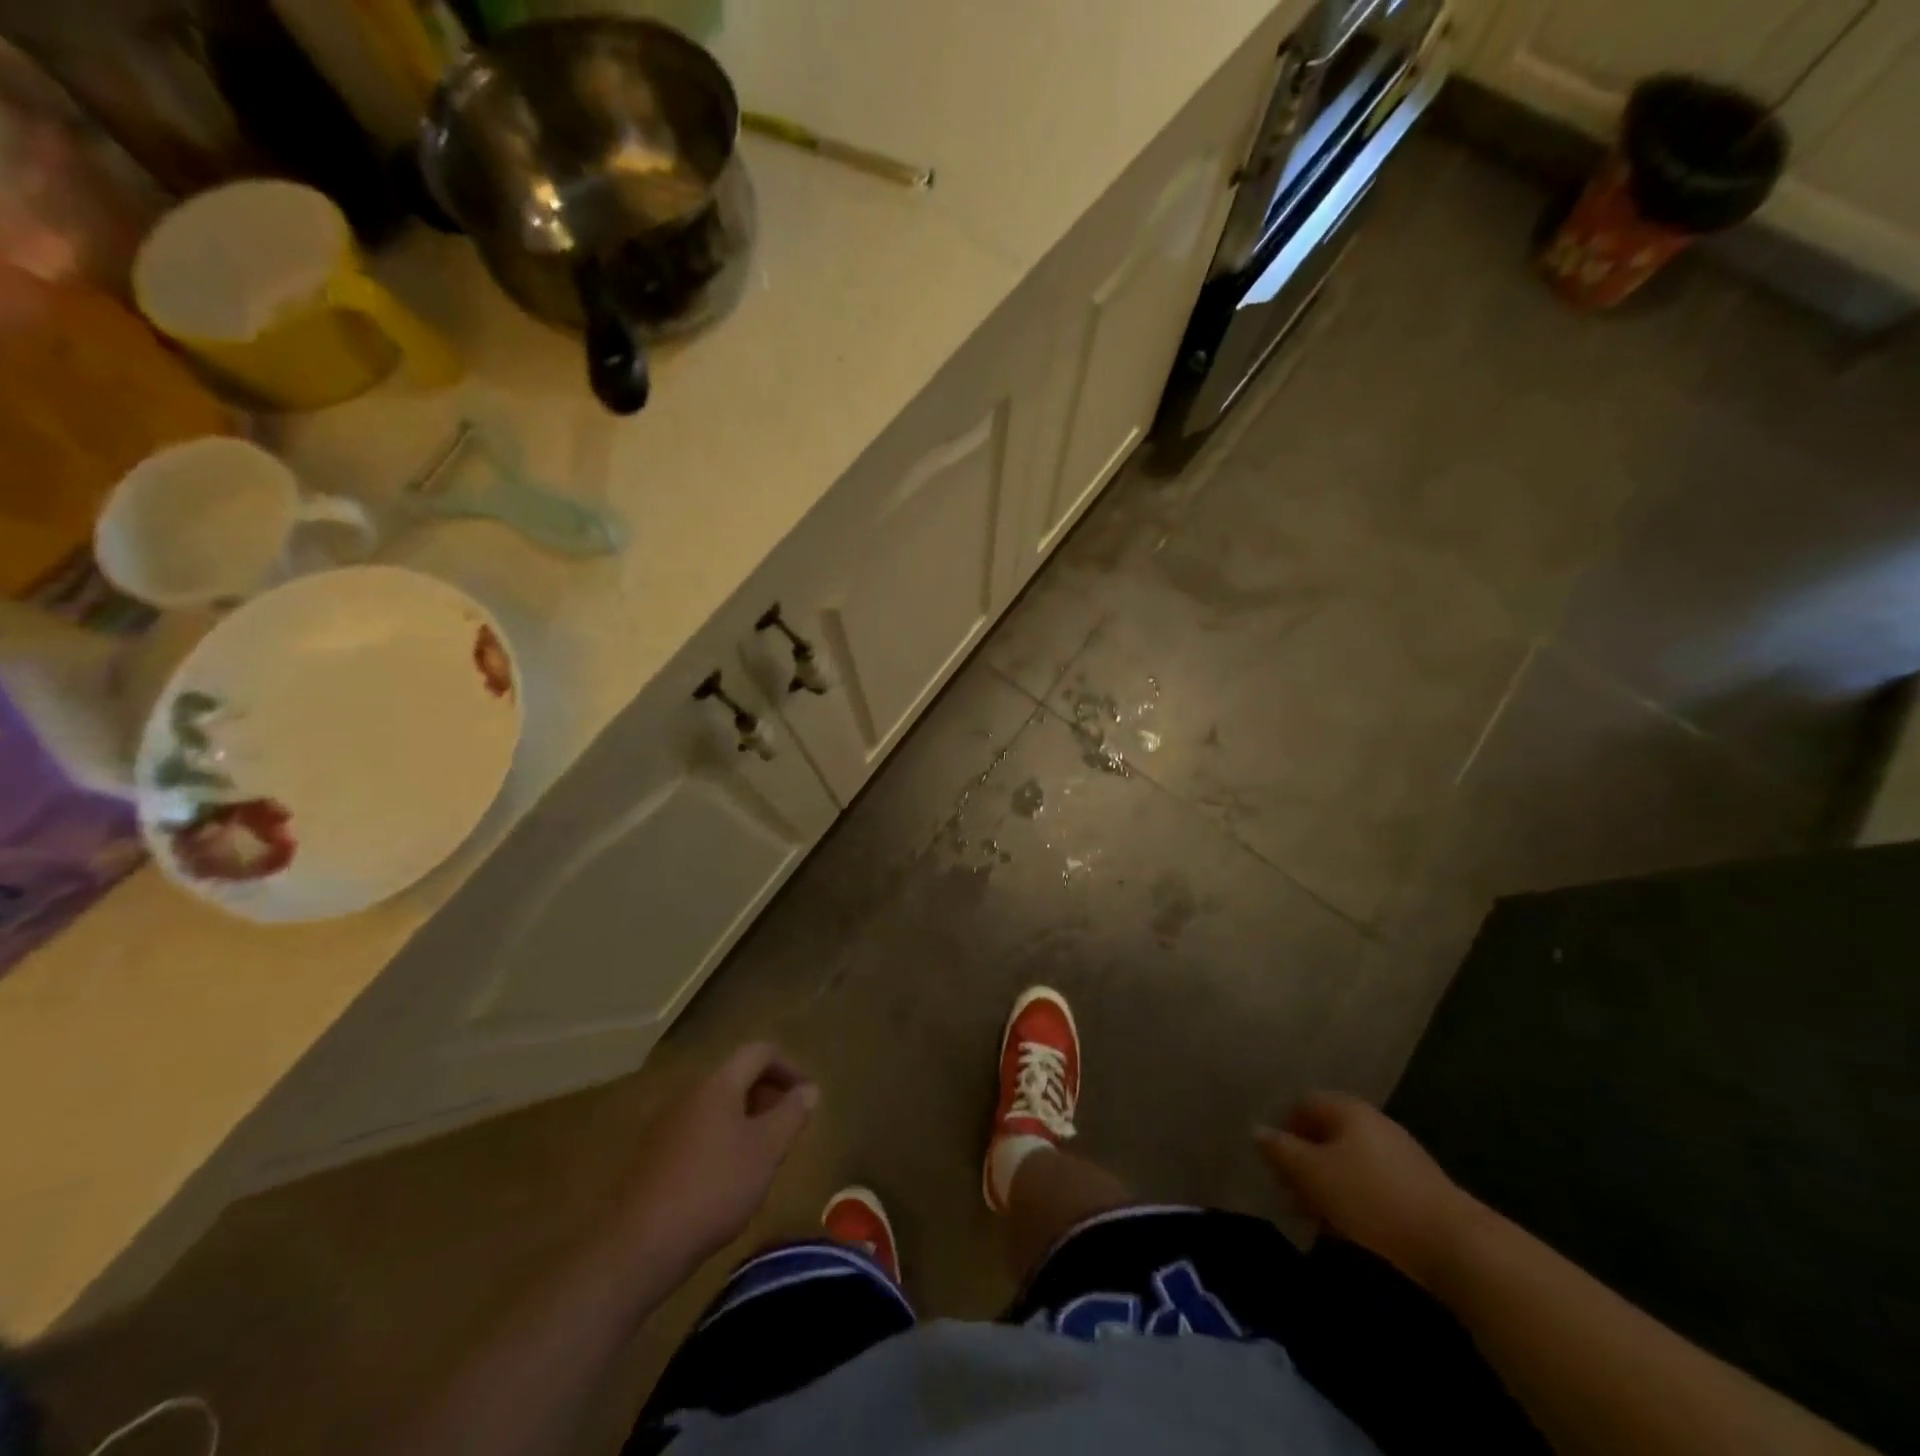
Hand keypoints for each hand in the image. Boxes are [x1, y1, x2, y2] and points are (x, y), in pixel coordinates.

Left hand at [622, 1043, 818, 1274]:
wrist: (639, 1245)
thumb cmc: (714, 1187)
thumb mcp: (767, 1150)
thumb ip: (792, 1114)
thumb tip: (810, 1088)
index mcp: (719, 1084)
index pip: (760, 1052)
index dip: (789, 1067)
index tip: (806, 1098)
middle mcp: (691, 1094)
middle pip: (738, 1077)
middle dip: (769, 1095)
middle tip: (788, 1129)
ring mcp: (668, 1125)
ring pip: (718, 1107)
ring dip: (747, 1120)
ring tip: (763, 1157)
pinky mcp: (654, 1156)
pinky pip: (699, 1131)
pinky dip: (722, 1141)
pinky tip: (728, 1180)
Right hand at [1257, 1092, 1479, 1288]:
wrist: (1455, 1246)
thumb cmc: (1372, 1198)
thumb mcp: (1313, 1174)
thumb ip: (1281, 1151)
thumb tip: (1259, 1131)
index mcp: (1347, 1110)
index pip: (1303, 1104)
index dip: (1284, 1130)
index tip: (1276, 1165)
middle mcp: (1373, 1123)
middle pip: (1326, 1134)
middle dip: (1305, 1163)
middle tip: (1292, 1196)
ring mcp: (1399, 1155)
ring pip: (1348, 1163)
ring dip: (1328, 1187)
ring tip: (1318, 1220)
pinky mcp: (1417, 1189)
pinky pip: (1372, 1185)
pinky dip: (1354, 1202)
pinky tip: (1350, 1232)